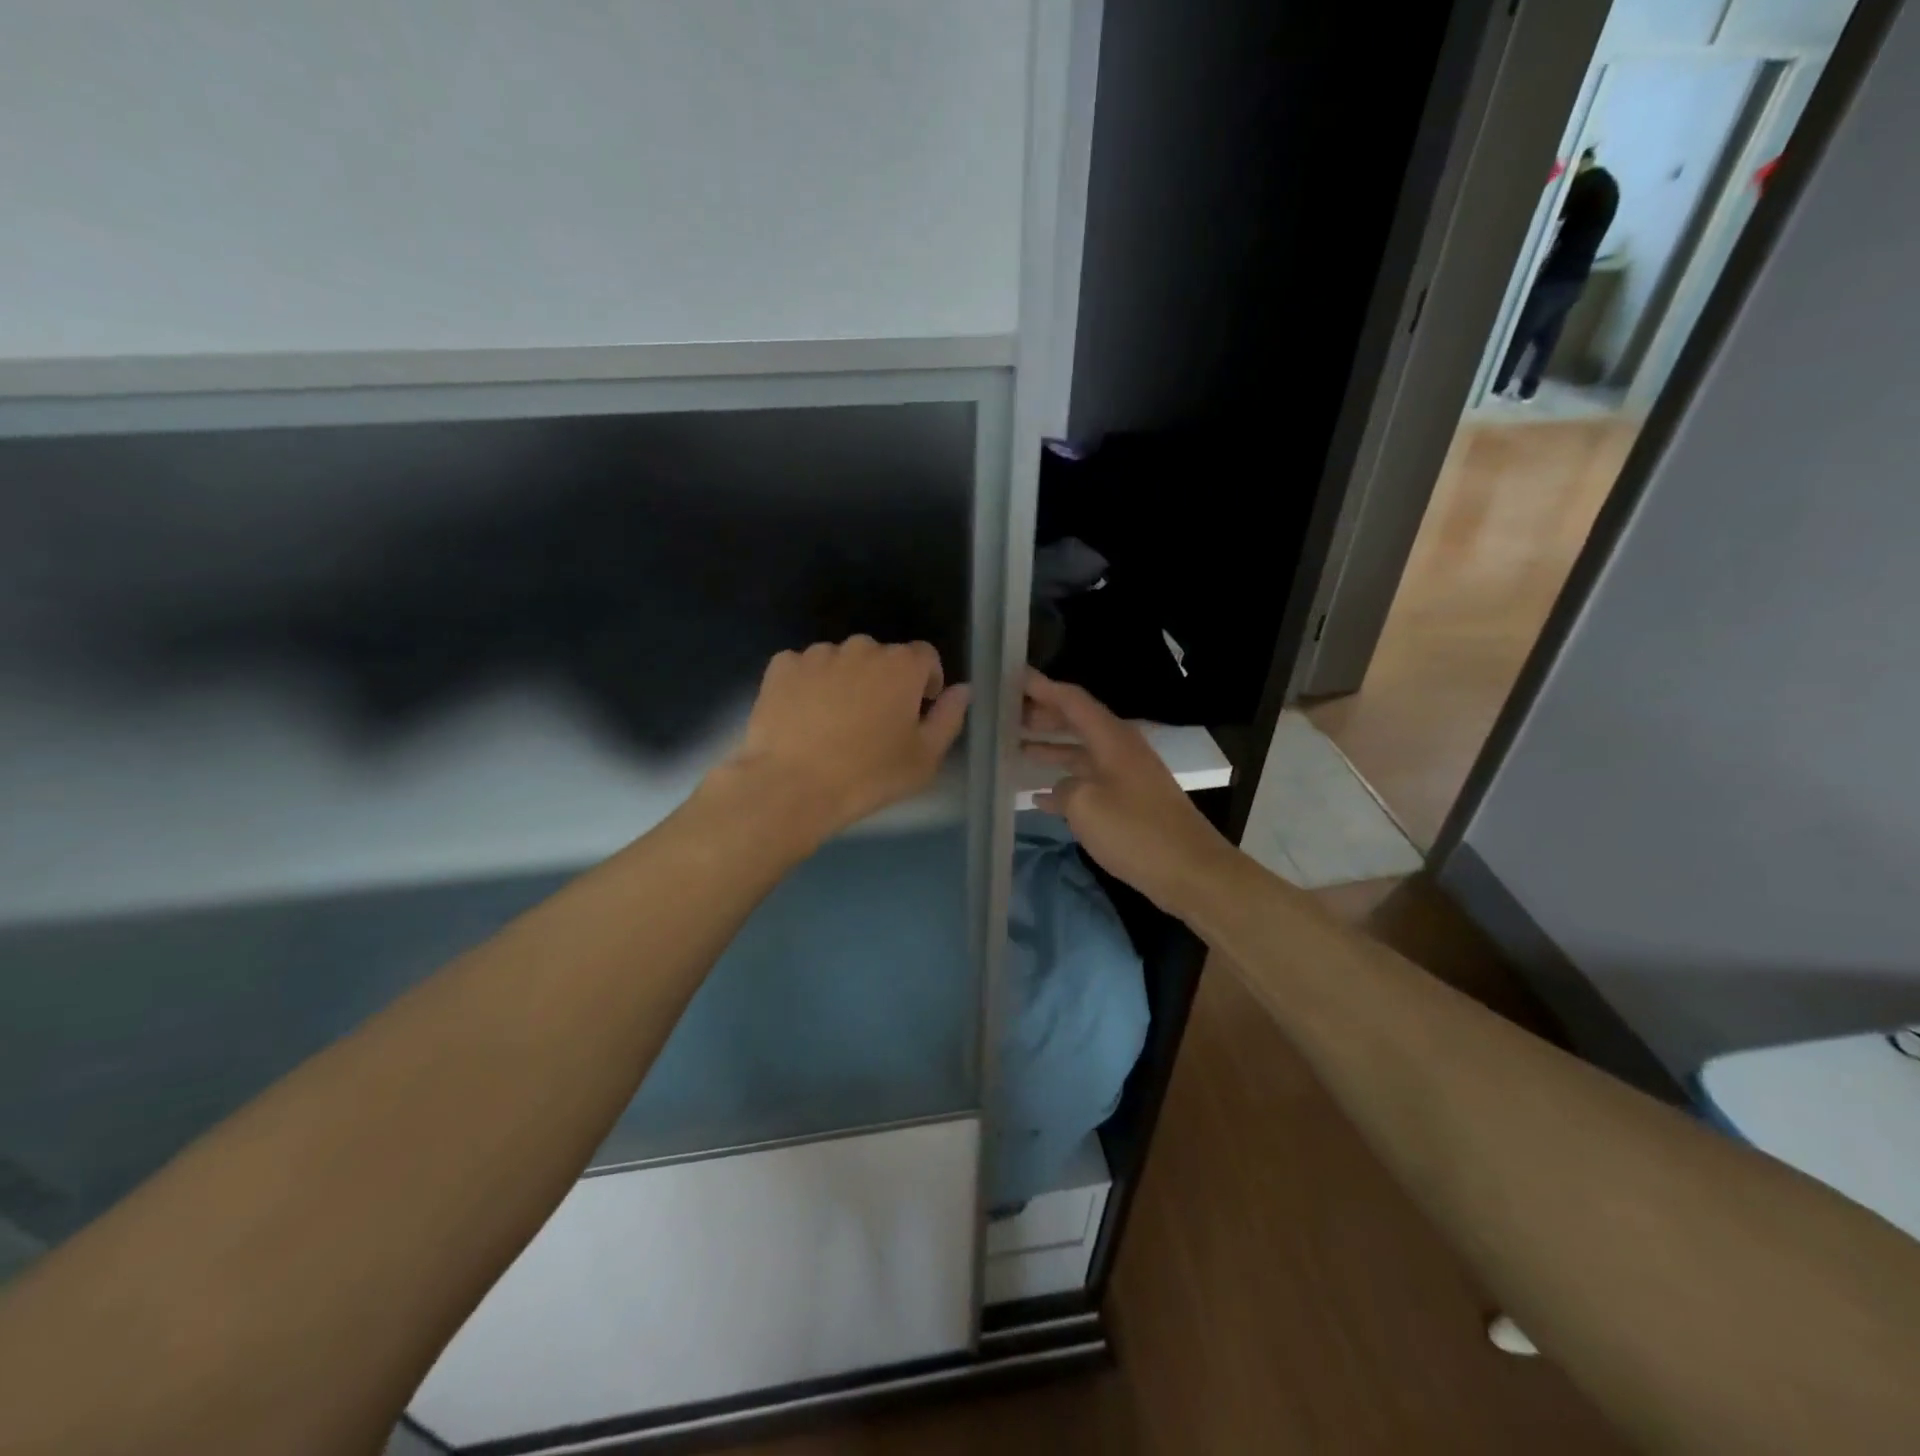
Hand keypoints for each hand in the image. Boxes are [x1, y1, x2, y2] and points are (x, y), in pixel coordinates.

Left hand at [713, 636, 969, 843]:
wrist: (792, 786)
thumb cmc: (869, 775)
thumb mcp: (925, 758)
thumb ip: (949, 717)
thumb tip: (962, 690)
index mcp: (902, 665)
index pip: (925, 656)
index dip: (925, 681)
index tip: (917, 710)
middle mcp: (861, 648)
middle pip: (881, 657)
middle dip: (884, 681)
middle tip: (874, 722)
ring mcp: (818, 654)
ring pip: (841, 660)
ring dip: (846, 680)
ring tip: (834, 721)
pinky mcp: (782, 667)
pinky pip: (804, 668)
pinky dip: (808, 684)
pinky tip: (803, 717)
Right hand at [1023, 669, 1235, 915]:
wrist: (1190, 871)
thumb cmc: (1135, 832)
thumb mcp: (1085, 806)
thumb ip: (1063, 788)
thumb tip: (1059, 788)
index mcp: (1112, 739)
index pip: (1072, 700)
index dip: (1041, 687)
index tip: (1011, 678)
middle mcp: (1119, 749)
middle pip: (1076, 721)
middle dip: (1042, 715)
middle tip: (1006, 715)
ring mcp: (1125, 776)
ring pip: (1080, 751)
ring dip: (1050, 747)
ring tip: (1014, 746)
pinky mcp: (1128, 802)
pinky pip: (1088, 781)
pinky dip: (1063, 783)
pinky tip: (1037, 795)